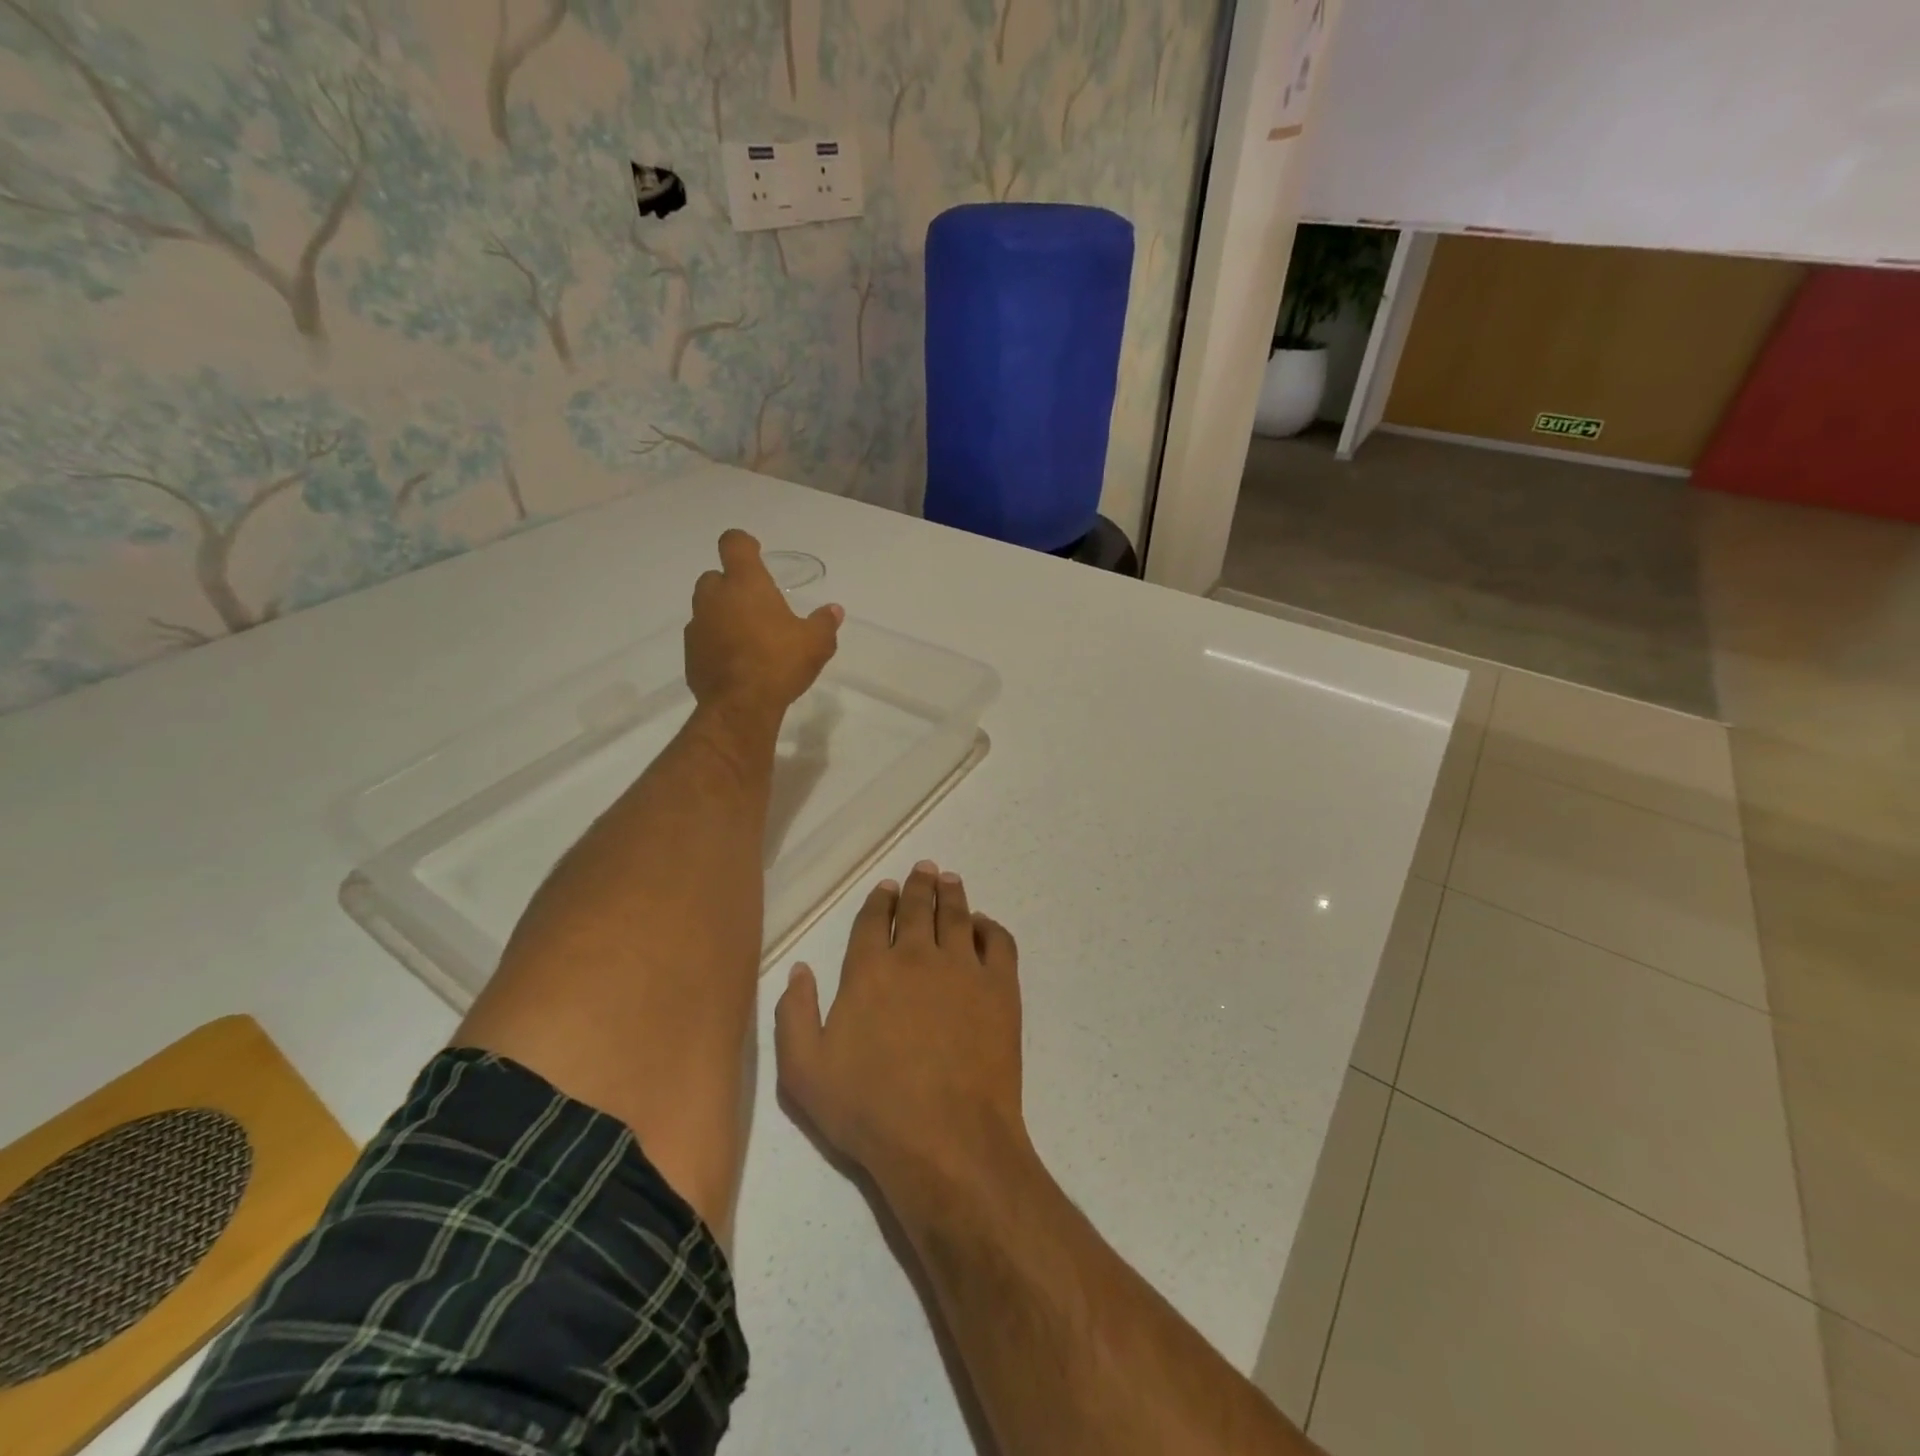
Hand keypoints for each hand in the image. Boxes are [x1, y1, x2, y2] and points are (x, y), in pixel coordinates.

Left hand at [685, 529, 841, 714]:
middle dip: (732, 585)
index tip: (755, 552)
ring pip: (706, 609)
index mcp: (745, 584)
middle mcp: (715, 598)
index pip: (734, 544)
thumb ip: (824, 622)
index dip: (743, 544)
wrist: (740, 706)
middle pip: (715, 577)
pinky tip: (735, 661)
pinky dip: (716, 642)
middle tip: (755, 604)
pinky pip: (703, 638)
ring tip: (747, 636)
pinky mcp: (690, 654)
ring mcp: (698, 626)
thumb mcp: (816, 643)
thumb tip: (834, 610)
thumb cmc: (779, 663)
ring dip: (723, 615)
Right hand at [775, 861, 1028, 1201]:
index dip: (879, 901)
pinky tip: (983, 924)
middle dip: (918, 886)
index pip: (872, 921)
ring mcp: (963, 967)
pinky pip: (998, 941)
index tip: (886, 888)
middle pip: (917, 908)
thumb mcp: (804, 1073)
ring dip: (951, 893)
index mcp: (869, 970)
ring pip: (956, 915)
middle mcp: (916, 955)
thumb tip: (800, 969)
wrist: (946, 1139)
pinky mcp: (1000, 987)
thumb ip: (794, 1015)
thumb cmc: (870, 1110)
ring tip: (949, 879)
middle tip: (924, 869)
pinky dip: (990, 926)